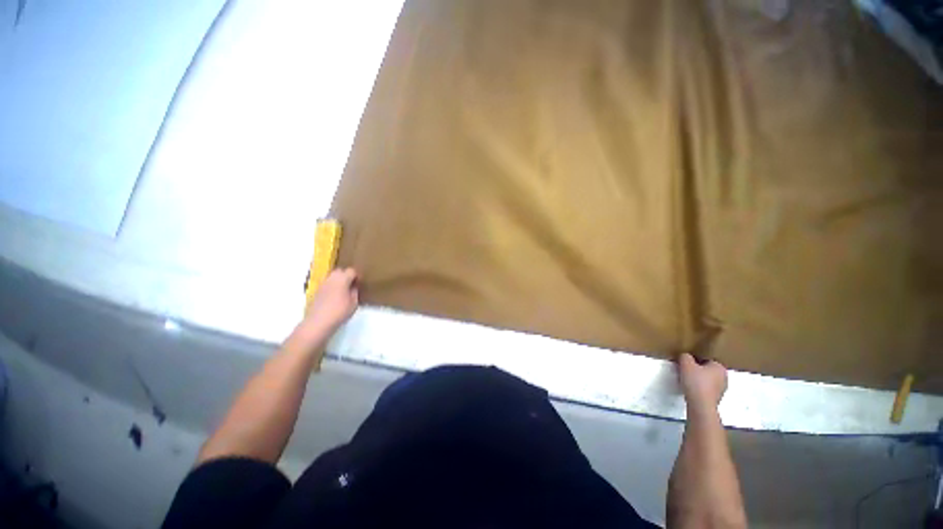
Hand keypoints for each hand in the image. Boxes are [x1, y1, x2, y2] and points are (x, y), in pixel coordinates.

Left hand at [304, 268, 358, 333]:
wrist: (318, 322)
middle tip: (352, 285)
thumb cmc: (340, 312)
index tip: (360, 283)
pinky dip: (332, 286)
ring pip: (332, 276)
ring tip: (343, 290)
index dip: (357, 276)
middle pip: (340, 271)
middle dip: (346, 275)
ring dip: (338, 280)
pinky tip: (335, 296)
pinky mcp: (316, 291)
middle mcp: (331, 278)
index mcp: (342, 279)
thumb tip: (353, 287)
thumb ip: (355, 292)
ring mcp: (322, 284)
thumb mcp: (354, 303)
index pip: (351, 271)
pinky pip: (327, 284)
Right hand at [677, 353, 727, 412]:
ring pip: (706, 380)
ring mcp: (721, 389)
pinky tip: (690, 389)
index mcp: (720, 367)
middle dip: (697, 369)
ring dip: (697, 379)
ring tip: (685, 380)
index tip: (685, 362)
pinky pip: (705, 389)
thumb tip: (685, 357)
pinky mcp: (716, 399)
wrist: (700, 405)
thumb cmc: (695, 382)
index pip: (706, 359)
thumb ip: (685, 356)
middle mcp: (724, 377)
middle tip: (684, 370)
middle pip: (707, 369)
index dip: (694, 359)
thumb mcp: (685, 363)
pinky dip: (698, 388)